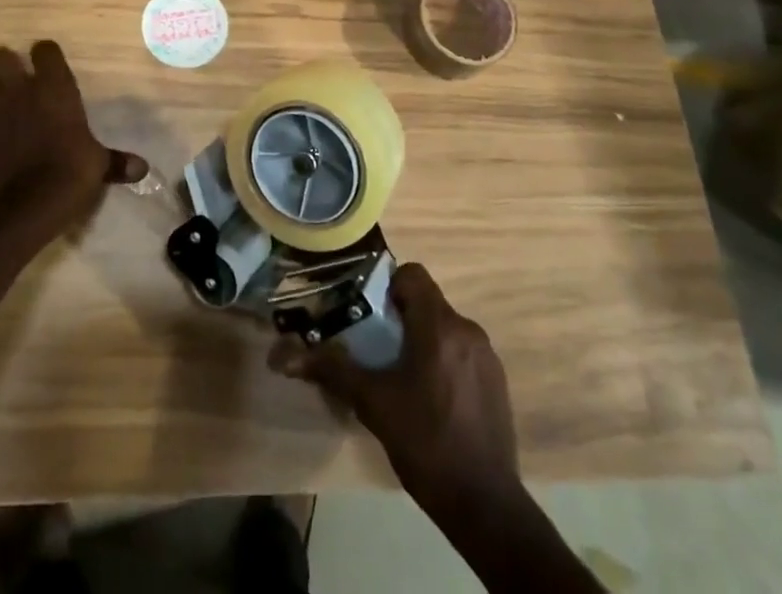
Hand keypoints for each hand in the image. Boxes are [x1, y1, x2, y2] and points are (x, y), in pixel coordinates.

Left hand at [0, 41, 148, 225]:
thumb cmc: (74, 171)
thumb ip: (117, 161)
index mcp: (55, 87)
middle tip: (11, 77)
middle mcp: (21, 91)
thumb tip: (143, 169)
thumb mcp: (100, 163)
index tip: (48, 65)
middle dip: (2, 63)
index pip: (45, 50)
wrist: (35, 202)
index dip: (45, 55)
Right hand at [271, 263, 518, 508]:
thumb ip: (333, 370)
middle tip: (376, 350)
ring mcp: (487, 356)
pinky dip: (443, 362)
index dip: (387, 286)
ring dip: (421, 341)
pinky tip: (430, 401)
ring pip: (444, 328)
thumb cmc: (426, 443)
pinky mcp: (497, 382)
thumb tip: (283, 356)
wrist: (485, 506)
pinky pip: (462, 353)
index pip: (412, 274)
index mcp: (439, 325)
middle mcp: (467, 330)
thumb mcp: (373, 404)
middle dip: (399, 319)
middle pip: (427, 302)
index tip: (370, 316)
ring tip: (400, 378)